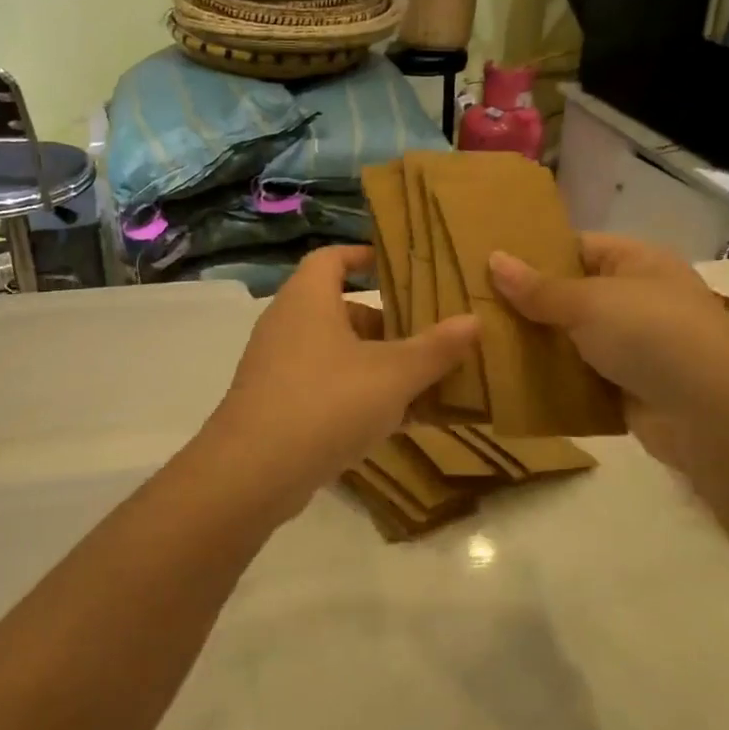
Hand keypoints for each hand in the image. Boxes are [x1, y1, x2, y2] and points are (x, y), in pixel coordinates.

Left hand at [201, 245, 478, 518]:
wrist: (253, 473)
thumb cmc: (327, 403)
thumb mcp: (393, 374)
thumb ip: (435, 348)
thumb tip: (474, 320)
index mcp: (307, 299)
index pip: (332, 258)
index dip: (363, 256)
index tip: (399, 268)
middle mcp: (287, 325)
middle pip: (341, 310)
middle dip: (386, 324)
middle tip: (428, 337)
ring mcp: (278, 368)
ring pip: (336, 354)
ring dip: (377, 365)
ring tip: (423, 381)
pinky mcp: (277, 406)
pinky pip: (325, 388)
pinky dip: (358, 396)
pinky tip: (396, 422)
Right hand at [488, 234, 728, 467]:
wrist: (712, 415)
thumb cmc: (653, 335)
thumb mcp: (590, 302)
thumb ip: (539, 288)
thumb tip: (493, 258)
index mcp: (637, 263)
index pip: (578, 247)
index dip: (535, 254)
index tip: (488, 264)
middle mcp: (637, 300)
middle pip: (571, 295)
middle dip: (527, 304)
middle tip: (473, 307)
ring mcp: (633, 346)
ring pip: (571, 340)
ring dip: (535, 345)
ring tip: (480, 343)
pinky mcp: (626, 388)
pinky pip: (578, 377)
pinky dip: (551, 380)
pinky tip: (509, 381)